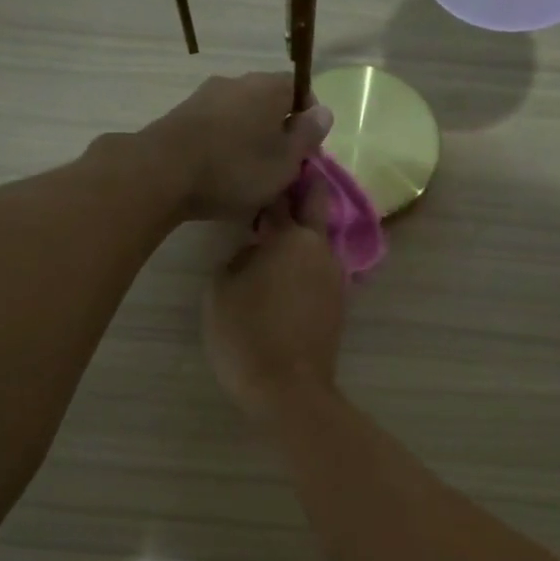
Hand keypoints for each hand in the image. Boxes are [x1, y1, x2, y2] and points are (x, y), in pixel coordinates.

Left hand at [142, 73, 332, 221]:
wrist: (163, 172)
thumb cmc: (236, 168)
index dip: (308, 120)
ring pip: (240, 118)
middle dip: (278, 133)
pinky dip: (224, 148)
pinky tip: (221, 175)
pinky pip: (215, 130)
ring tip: (250, 178)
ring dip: (249, 142)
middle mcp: (236, 82)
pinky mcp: (181, 117)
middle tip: (281, 169)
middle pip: (268, 104)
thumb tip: (324, 112)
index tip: (307, 151)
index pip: (299, 89)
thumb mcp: (285, 160)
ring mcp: (205, 97)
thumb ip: (307, 135)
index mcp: (268, 86)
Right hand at [204, 183, 345, 423]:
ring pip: (320, 240)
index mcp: (293, 238)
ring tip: (274, 236)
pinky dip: (306, 262)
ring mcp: (335, 277)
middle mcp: (322, 249)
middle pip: (317, 206)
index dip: (272, 183)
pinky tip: (284, 273)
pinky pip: (320, 268)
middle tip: (280, 187)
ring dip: (302, 233)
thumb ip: (239, 257)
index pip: (283, 196)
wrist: (287, 389)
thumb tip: (255, 251)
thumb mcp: (221, 288)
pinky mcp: (338, 303)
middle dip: (303, 191)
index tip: (263, 171)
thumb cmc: (246, 333)